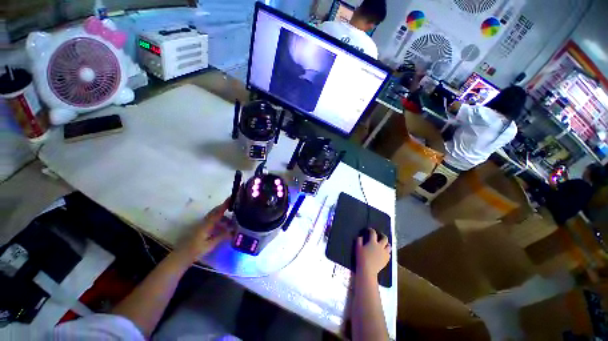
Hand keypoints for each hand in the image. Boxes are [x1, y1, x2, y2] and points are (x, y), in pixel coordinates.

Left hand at [178, 198, 232, 260]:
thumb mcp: (210, 244)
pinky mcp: (202, 228)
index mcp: (207, 224)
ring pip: (215, 216)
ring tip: (232, 222)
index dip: (225, 204)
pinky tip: (224, 228)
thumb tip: (232, 230)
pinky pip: (213, 221)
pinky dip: (219, 221)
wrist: (181, 256)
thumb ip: (221, 236)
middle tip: (235, 206)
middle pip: (216, 211)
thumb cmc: (195, 250)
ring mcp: (202, 225)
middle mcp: (204, 222)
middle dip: (225, 207)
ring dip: (223, 217)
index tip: (232, 197)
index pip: (218, 212)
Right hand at [356, 228, 390, 278]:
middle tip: (380, 235)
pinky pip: (389, 254)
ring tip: (384, 244)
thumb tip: (361, 236)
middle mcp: (380, 246)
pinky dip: (387, 252)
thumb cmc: (361, 258)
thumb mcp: (357, 247)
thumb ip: (359, 240)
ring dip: (386, 244)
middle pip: (385, 238)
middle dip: (383, 235)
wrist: (368, 270)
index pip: (373, 233)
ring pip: (389, 246)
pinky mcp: (386, 260)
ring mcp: (384, 253)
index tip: (369, 229)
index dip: (371, 230)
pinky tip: (384, 253)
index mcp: (373, 242)